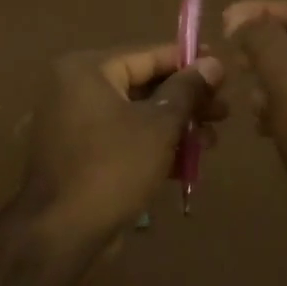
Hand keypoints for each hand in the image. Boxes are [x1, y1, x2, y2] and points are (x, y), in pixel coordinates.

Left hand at [5, 44, 224, 256]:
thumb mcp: (158, 126)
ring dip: (174, 126)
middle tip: (224, 112)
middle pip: (142, 85)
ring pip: (134, 115)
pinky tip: (188, 162)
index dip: (188, 62)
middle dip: (185, 101)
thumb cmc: (113, 167)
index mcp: (86, 70)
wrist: (62, 231)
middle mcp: (74, 88)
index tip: (223, 68)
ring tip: (213, 141)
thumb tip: (212, 63)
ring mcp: (73, 123)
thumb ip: (186, 91)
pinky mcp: (79, 154)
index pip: (146, 55)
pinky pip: (121, 138)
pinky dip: (151, 145)